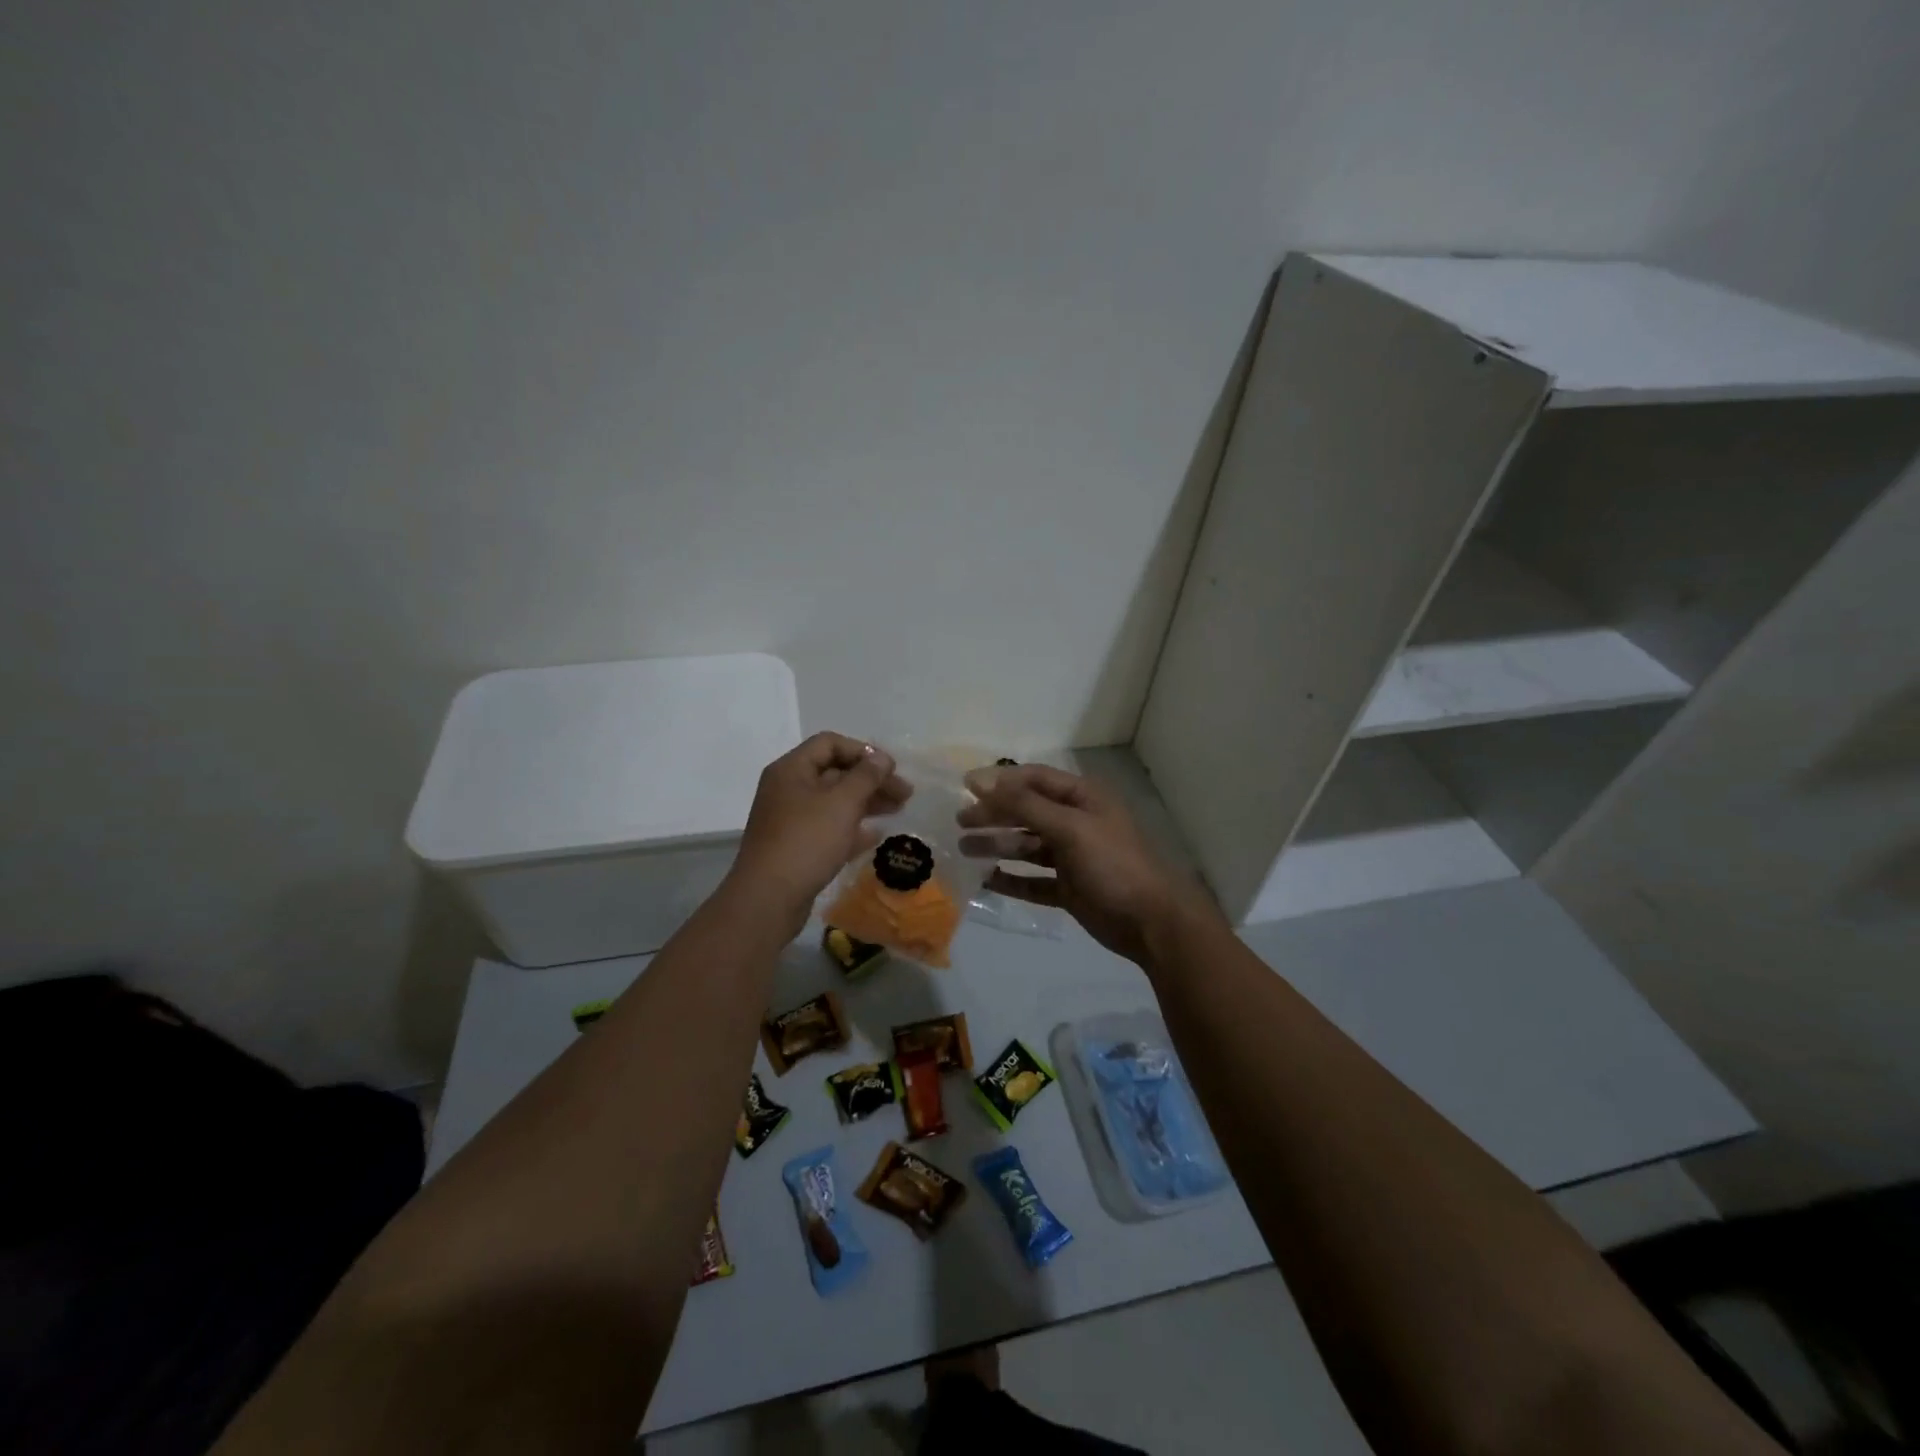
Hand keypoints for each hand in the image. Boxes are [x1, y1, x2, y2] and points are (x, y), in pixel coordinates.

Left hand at [727, 733, 910, 933]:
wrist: (768, 898)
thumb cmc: (807, 841)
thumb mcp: (842, 803)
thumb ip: (866, 776)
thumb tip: (882, 758)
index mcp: (792, 770)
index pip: (830, 743)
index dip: (863, 751)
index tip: (891, 769)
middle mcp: (788, 789)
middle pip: (835, 772)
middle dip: (871, 780)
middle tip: (905, 794)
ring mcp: (790, 819)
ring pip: (834, 801)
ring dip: (867, 802)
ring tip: (898, 810)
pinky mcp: (796, 846)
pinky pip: (828, 828)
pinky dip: (852, 828)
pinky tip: (876, 836)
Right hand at [957, 763, 1218, 963]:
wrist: (1151, 922)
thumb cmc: (1113, 864)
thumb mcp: (1069, 828)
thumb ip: (1025, 804)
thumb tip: (981, 781)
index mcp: (1082, 798)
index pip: (1034, 779)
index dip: (1000, 781)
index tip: (964, 787)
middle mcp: (1076, 822)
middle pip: (1027, 812)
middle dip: (994, 815)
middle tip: (960, 823)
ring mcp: (1072, 857)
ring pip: (1027, 846)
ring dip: (997, 845)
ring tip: (964, 850)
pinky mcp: (1068, 889)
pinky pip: (1033, 880)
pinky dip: (1011, 879)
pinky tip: (986, 879)